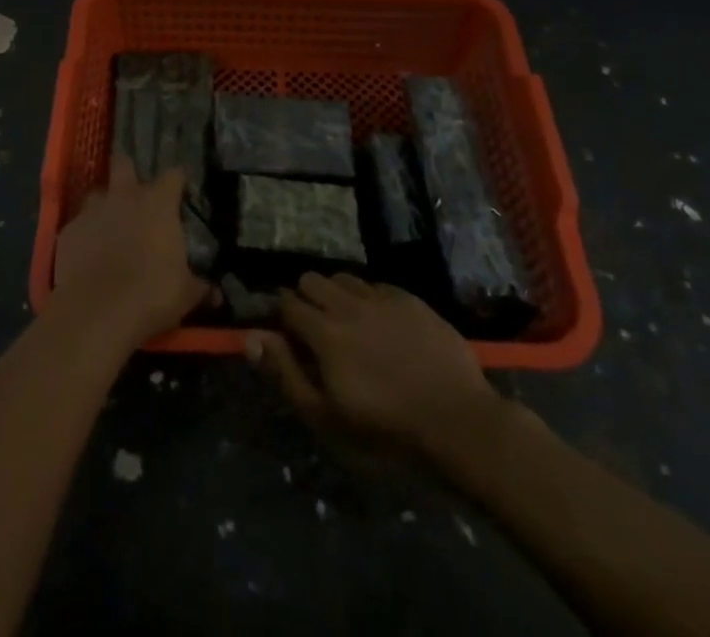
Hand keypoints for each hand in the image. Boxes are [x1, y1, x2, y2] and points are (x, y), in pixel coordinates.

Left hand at [51, 153, 207, 351]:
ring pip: (96, 193)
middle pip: (123, 163)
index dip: (177, 182)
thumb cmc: (150, 295)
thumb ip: (199, 288)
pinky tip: (88, 255)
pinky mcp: (67, 232)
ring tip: (109, 226)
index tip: (180, 192)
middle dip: (128, 171)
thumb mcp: (185, 295)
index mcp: (157, 203)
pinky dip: (84, 236)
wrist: (96, 312)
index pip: (173, 175)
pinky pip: (78, 225)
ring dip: (104, 206)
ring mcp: (92, 211)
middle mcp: (123, 197)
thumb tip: (215, 294)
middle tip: (134, 192)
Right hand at [247, 273, 503, 454]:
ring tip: (346, 323)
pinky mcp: (411, 300)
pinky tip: (380, 323)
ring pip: (344, 277)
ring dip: (336, 294)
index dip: (280, 315)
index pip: (287, 302)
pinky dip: (368, 298)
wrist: (459, 424)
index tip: (285, 332)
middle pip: (312, 279)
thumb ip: (285, 372)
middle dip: (305, 297)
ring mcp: (382, 298)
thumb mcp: (326, 417)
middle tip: (314, 329)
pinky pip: (377, 285)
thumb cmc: (386, 432)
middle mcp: (349, 304)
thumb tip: (251, 336)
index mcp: (324, 332)